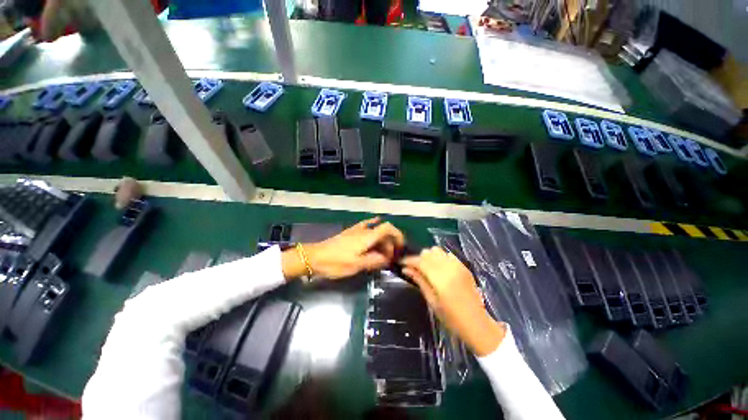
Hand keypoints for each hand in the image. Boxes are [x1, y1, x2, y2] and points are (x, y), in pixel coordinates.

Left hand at [282, 218, 404, 280]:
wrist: (315, 257)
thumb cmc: (336, 262)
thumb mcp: (356, 265)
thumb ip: (374, 261)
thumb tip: (387, 259)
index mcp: (367, 237)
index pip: (388, 228)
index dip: (398, 235)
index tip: (400, 248)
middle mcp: (364, 230)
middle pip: (383, 232)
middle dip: (389, 243)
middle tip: (388, 259)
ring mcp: (356, 230)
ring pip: (375, 231)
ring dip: (382, 240)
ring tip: (382, 253)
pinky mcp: (350, 233)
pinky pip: (365, 226)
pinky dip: (373, 226)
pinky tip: (374, 224)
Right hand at [402, 247, 504, 355]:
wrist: (476, 323)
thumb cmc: (451, 318)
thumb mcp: (432, 300)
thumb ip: (419, 281)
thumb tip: (405, 269)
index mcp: (440, 278)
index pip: (420, 261)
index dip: (408, 260)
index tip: (401, 263)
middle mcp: (449, 267)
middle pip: (428, 253)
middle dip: (418, 258)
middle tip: (414, 269)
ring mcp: (458, 265)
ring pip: (437, 250)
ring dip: (429, 256)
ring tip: (426, 268)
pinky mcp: (463, 266)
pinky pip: (447, 254)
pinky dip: (440, 258)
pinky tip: (439, 269)